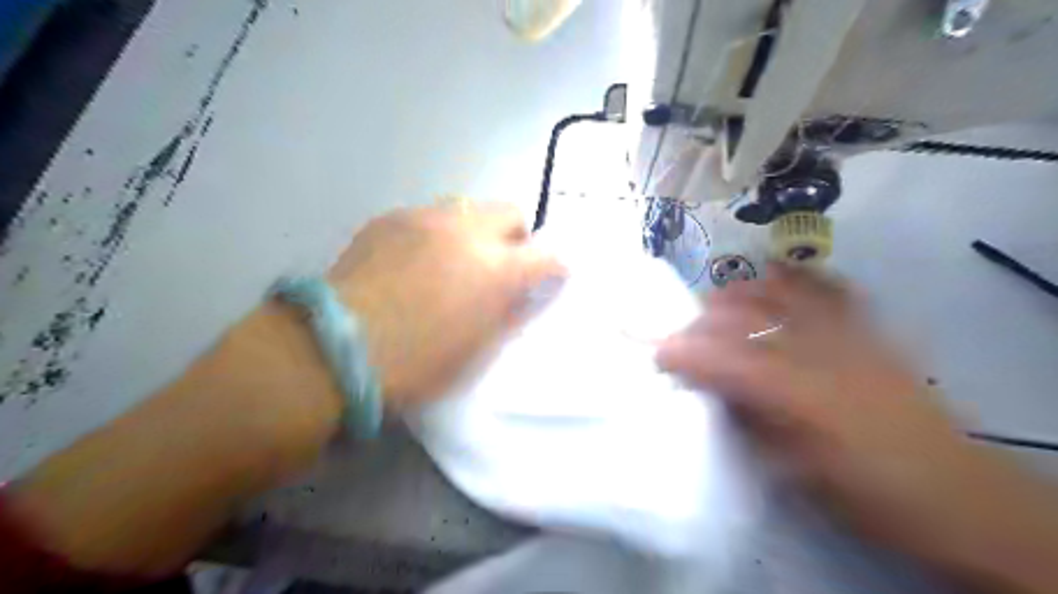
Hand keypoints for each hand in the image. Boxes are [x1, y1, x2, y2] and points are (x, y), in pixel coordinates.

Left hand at [329, 202, 560, 408]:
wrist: (334, 348)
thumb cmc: (415, 363)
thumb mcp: (476, 351)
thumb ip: (509, 315)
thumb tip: (525, 294)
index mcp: (496, 270)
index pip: (547, 255)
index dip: (555, 266)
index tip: (552, 276)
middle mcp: (467, 231)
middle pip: (510, 212)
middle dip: (515, 237)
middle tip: (500, 265)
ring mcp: (425, 218)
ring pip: (468, 207)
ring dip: (475, 230)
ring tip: (455, 260)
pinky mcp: (390, 218)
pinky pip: (428, 215)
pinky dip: (436, 233)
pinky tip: (414, 261)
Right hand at [659, 264, 1056, 588]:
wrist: (954, 492)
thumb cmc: (864, 491)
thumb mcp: (792, 471)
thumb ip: (747, 422)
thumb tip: (710, 392)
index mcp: (797, 397)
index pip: (723, 361)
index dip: (682, 353)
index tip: (655, 354)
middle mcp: (819, 354)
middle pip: (745, 319)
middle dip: (702, 321)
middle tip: (680, 335)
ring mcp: (848, 336)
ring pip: (780, 294)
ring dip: (740, 293)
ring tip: (717, 302)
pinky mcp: (869, 331)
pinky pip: (828, 289)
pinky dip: (796, 277)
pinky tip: (773, 274)